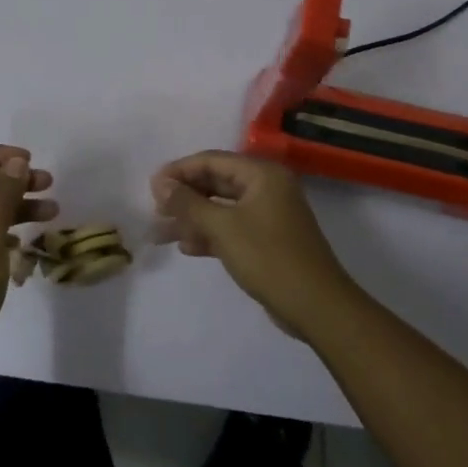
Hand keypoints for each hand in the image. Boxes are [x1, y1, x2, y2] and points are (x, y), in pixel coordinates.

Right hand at [151, 151, 356, 334]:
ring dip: (193, 219)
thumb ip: (188, 203)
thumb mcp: (223, 227)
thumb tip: (160, 184)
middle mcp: (266, 188)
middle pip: (216, 183)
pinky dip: (209, 235)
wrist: (316, 306)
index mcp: (262, 174)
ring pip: (221, 208)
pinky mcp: (267, 240)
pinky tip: (186, 247)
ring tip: (161, 234)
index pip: (212, 160)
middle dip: (184, 197)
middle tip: (155, 211)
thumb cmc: (268, 257)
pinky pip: (232, 228)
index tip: (151, 188)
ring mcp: (268, 215)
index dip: (179, 171)